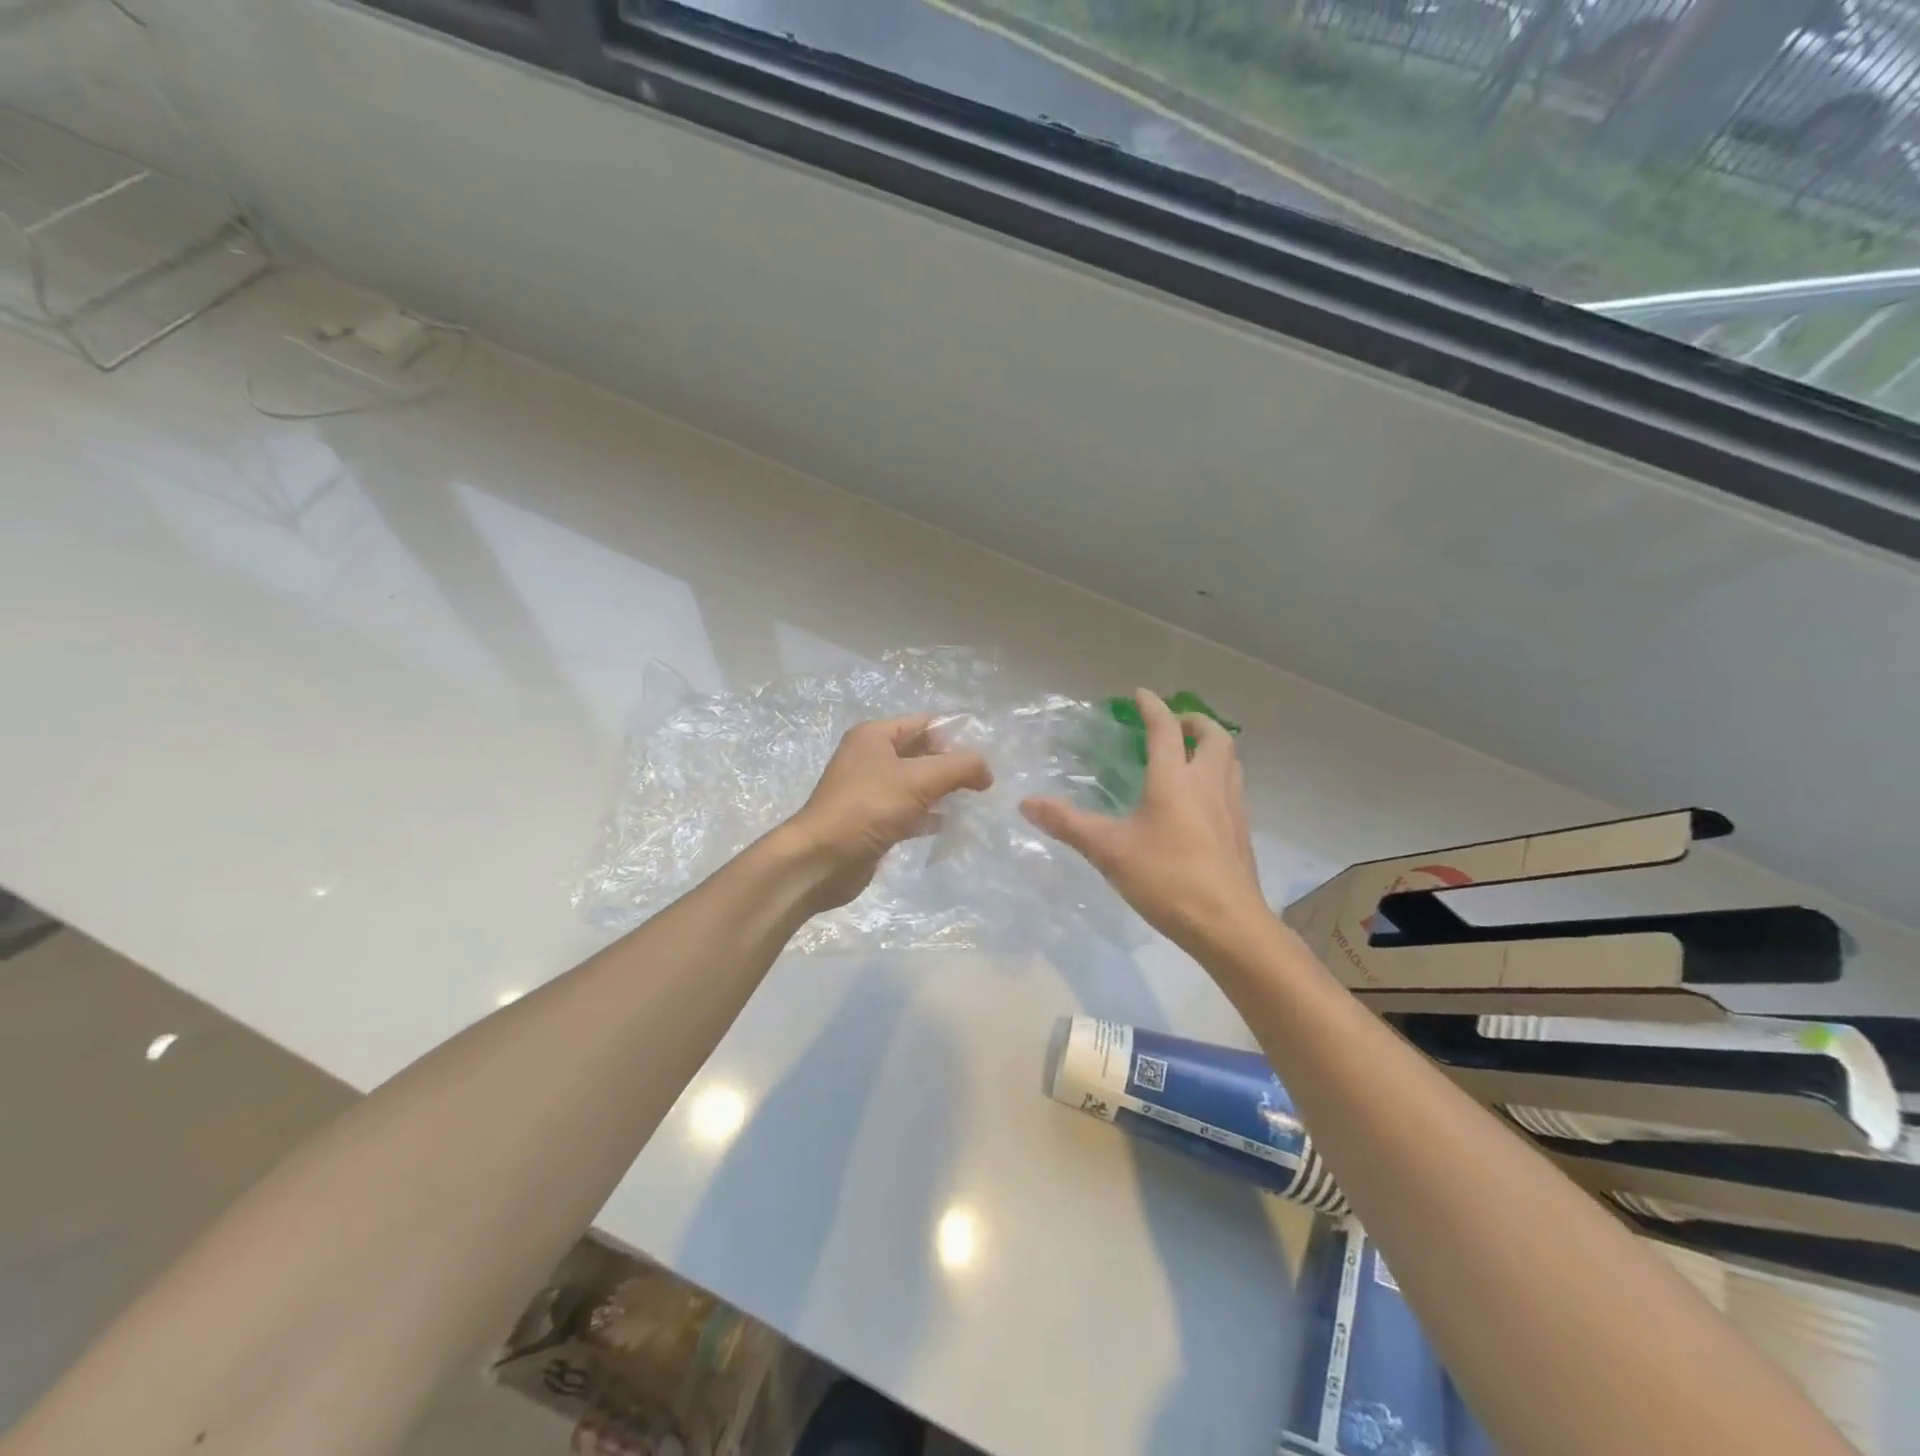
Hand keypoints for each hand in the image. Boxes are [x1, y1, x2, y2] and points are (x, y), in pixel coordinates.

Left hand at [783, 714, 993, 911]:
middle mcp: (870, 758)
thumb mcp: (919, 779)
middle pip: (921, 753)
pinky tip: (951, 824)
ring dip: (944, 791)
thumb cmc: (867, 808)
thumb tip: (987, 771)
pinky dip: (929, 815)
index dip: (955, 733)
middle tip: (987, 779)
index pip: (923, 723)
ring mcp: (871, 791)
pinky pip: (909, 811)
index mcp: (874, 736)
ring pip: (917, 784)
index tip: (988, 751)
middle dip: (952, 764)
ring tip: (977, 800)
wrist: (821, 860)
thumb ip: (959, 768)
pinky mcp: (874, 821)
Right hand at [1020, 689, 1270, 954]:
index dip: (1152, 707)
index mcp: (1175, 780)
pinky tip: (1204, 802)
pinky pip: (1235, 790)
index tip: (1140, 694)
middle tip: (1175, 723)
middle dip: (1194, 721)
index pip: (1166, 730)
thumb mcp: (1109, 851)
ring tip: (1192, 755)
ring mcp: (1232, 809)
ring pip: (1231, 762)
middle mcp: (1209, 785)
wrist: (1228, 925)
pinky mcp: (1242, 833)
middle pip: (1213, 737)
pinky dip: (1220, 778)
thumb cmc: (1167, 880)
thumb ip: (1068, 824)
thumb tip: (1026, 802)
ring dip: (1213, 748)